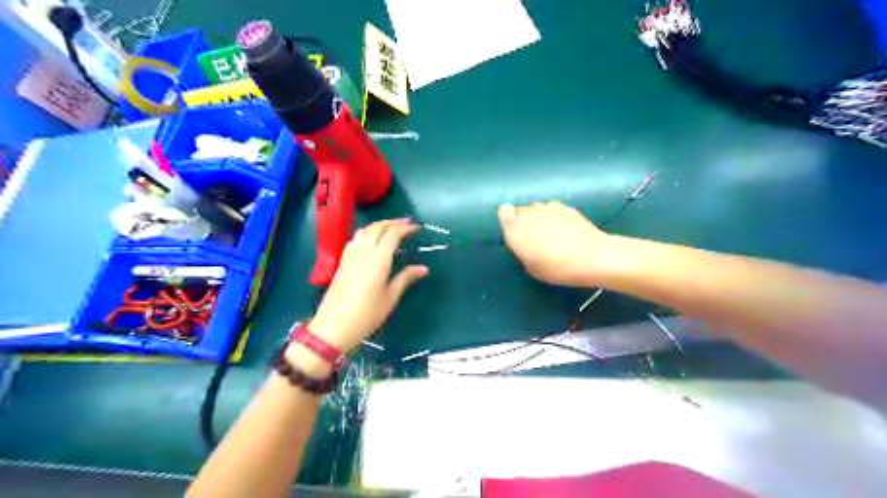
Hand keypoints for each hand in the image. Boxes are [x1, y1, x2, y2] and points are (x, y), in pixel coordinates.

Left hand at [309, 217, 425, 353]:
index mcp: (378, 259)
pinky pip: (356, 239)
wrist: (334, 326)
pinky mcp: (342, 262)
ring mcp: (350, 255)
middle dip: (393, 223)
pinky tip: (371, 240)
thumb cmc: (367, 314)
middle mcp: (363, 251)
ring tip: (391, 229)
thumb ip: (405, 278)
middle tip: (406, 224)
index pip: (392, 234)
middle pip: (377, 228)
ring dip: (379, 225)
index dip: (405, 228)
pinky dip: (367, 233)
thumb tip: (423, 268)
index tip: (417, 229)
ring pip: (365, 231)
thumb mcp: (390, 297)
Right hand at [496, 200, 614, 286]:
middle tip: (534, 238)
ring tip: (551, 234)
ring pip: (538, 209)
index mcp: (515, 229)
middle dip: (524, 221)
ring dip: (540, 218)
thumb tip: (527, 241)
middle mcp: (528, 213)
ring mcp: (548, 207)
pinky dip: (556, 218)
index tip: (516, 232)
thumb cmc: (556, 268)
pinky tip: (566, 231)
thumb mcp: (532, 267)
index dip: (508, 220)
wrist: (591, 257)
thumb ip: (523, 250)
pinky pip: (554, 210)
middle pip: (520, 210)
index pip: (503, 212)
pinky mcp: (566, 207)